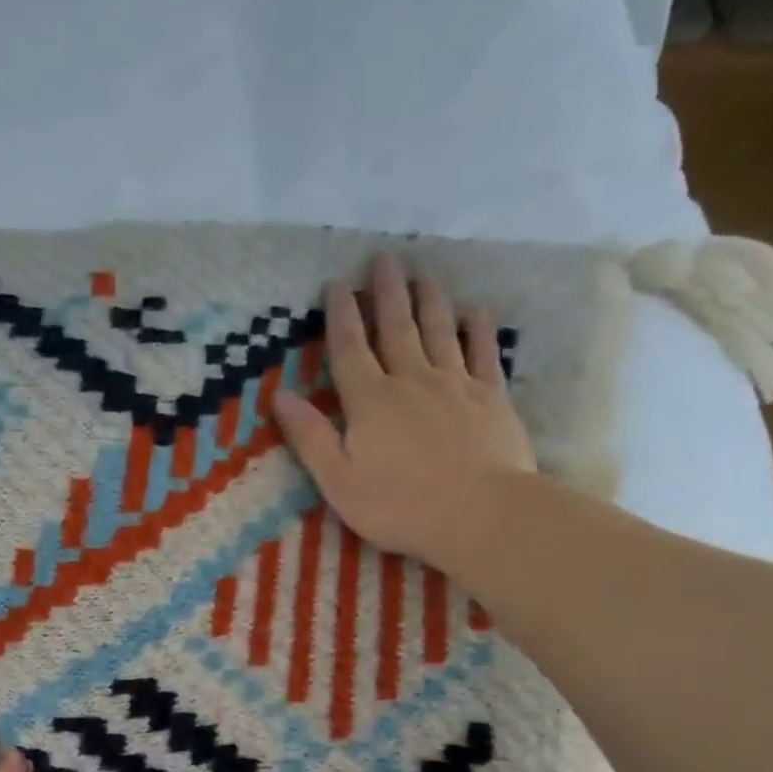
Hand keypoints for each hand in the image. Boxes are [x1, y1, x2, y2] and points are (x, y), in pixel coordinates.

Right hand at [272, 252, 536, 571]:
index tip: (337, 282)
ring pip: (439, 331)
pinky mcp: (491, 398)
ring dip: (429, 300)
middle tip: (383, 257)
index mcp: (370, 401)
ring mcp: (455, 385)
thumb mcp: (338, 480)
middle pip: (396, 328)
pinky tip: (477, 311)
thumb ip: (311, 437)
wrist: (481, 514)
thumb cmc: (399, 505)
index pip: (350, 348)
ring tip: (423, 272)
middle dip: (387, 292)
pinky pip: (483, 354)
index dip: (341, 314)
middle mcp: (411, 381)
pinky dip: (478, 330)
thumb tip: (280, 397)